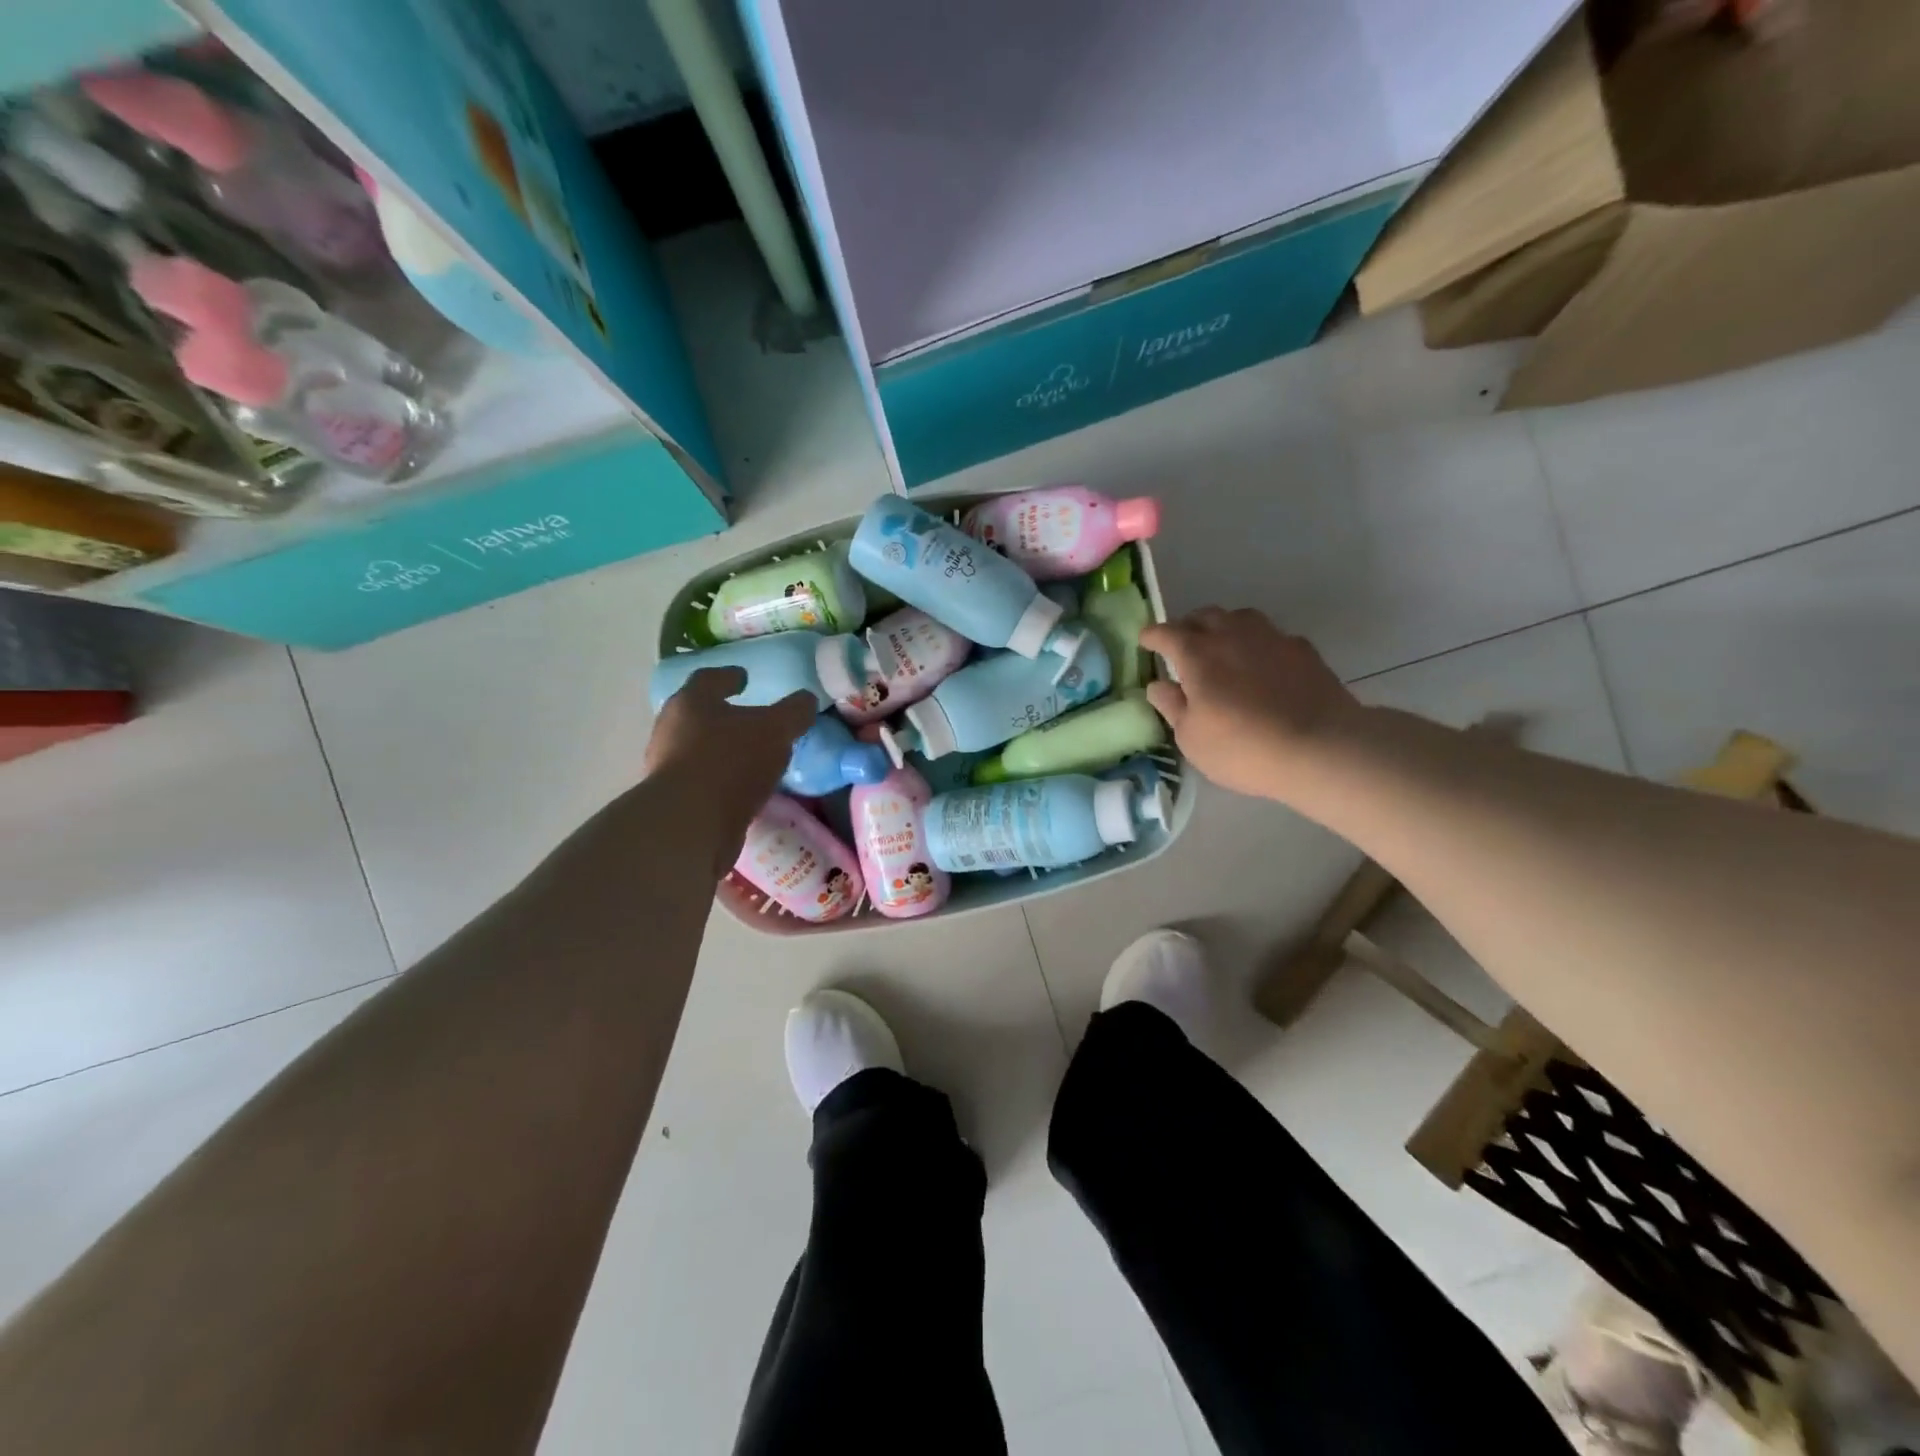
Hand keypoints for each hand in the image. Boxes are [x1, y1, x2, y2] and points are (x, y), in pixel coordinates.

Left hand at [644, 668, 814, 848]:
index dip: (729, 676)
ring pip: (700, 750)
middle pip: (699, 715)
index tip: (744, 677)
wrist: (690, 824)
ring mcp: (668, 767)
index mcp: (691, 702)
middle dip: (725, 717)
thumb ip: (793, 712)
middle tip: (752, 720)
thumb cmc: (731, 762)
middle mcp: (672, 730)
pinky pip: (704, 782)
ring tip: (755, 759)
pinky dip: (723, 781)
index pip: (709, 679)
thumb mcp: (775, 730)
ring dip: (724, 752)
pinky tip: (744, 789)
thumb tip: (806, 700)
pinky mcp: (675, 801)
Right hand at [1140, 608, 1360, 801]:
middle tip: (1181, 646)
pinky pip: (1271, 636)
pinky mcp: (1303, 650)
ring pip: (1240, 618)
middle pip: (1204, 616)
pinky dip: (1257, 644)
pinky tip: (1261, 665)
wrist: (1321, 747)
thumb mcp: (1192, 738)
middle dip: (1187, 627)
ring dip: (1224, 628)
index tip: (1145, 642)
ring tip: (1221, 648)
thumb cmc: (1242, 747)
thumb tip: (1158, 685)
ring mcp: (1272, 638)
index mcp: (1197, 654)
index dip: (1152, 636)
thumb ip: (1172, 706)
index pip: (1166, 633)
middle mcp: (1232, 635)